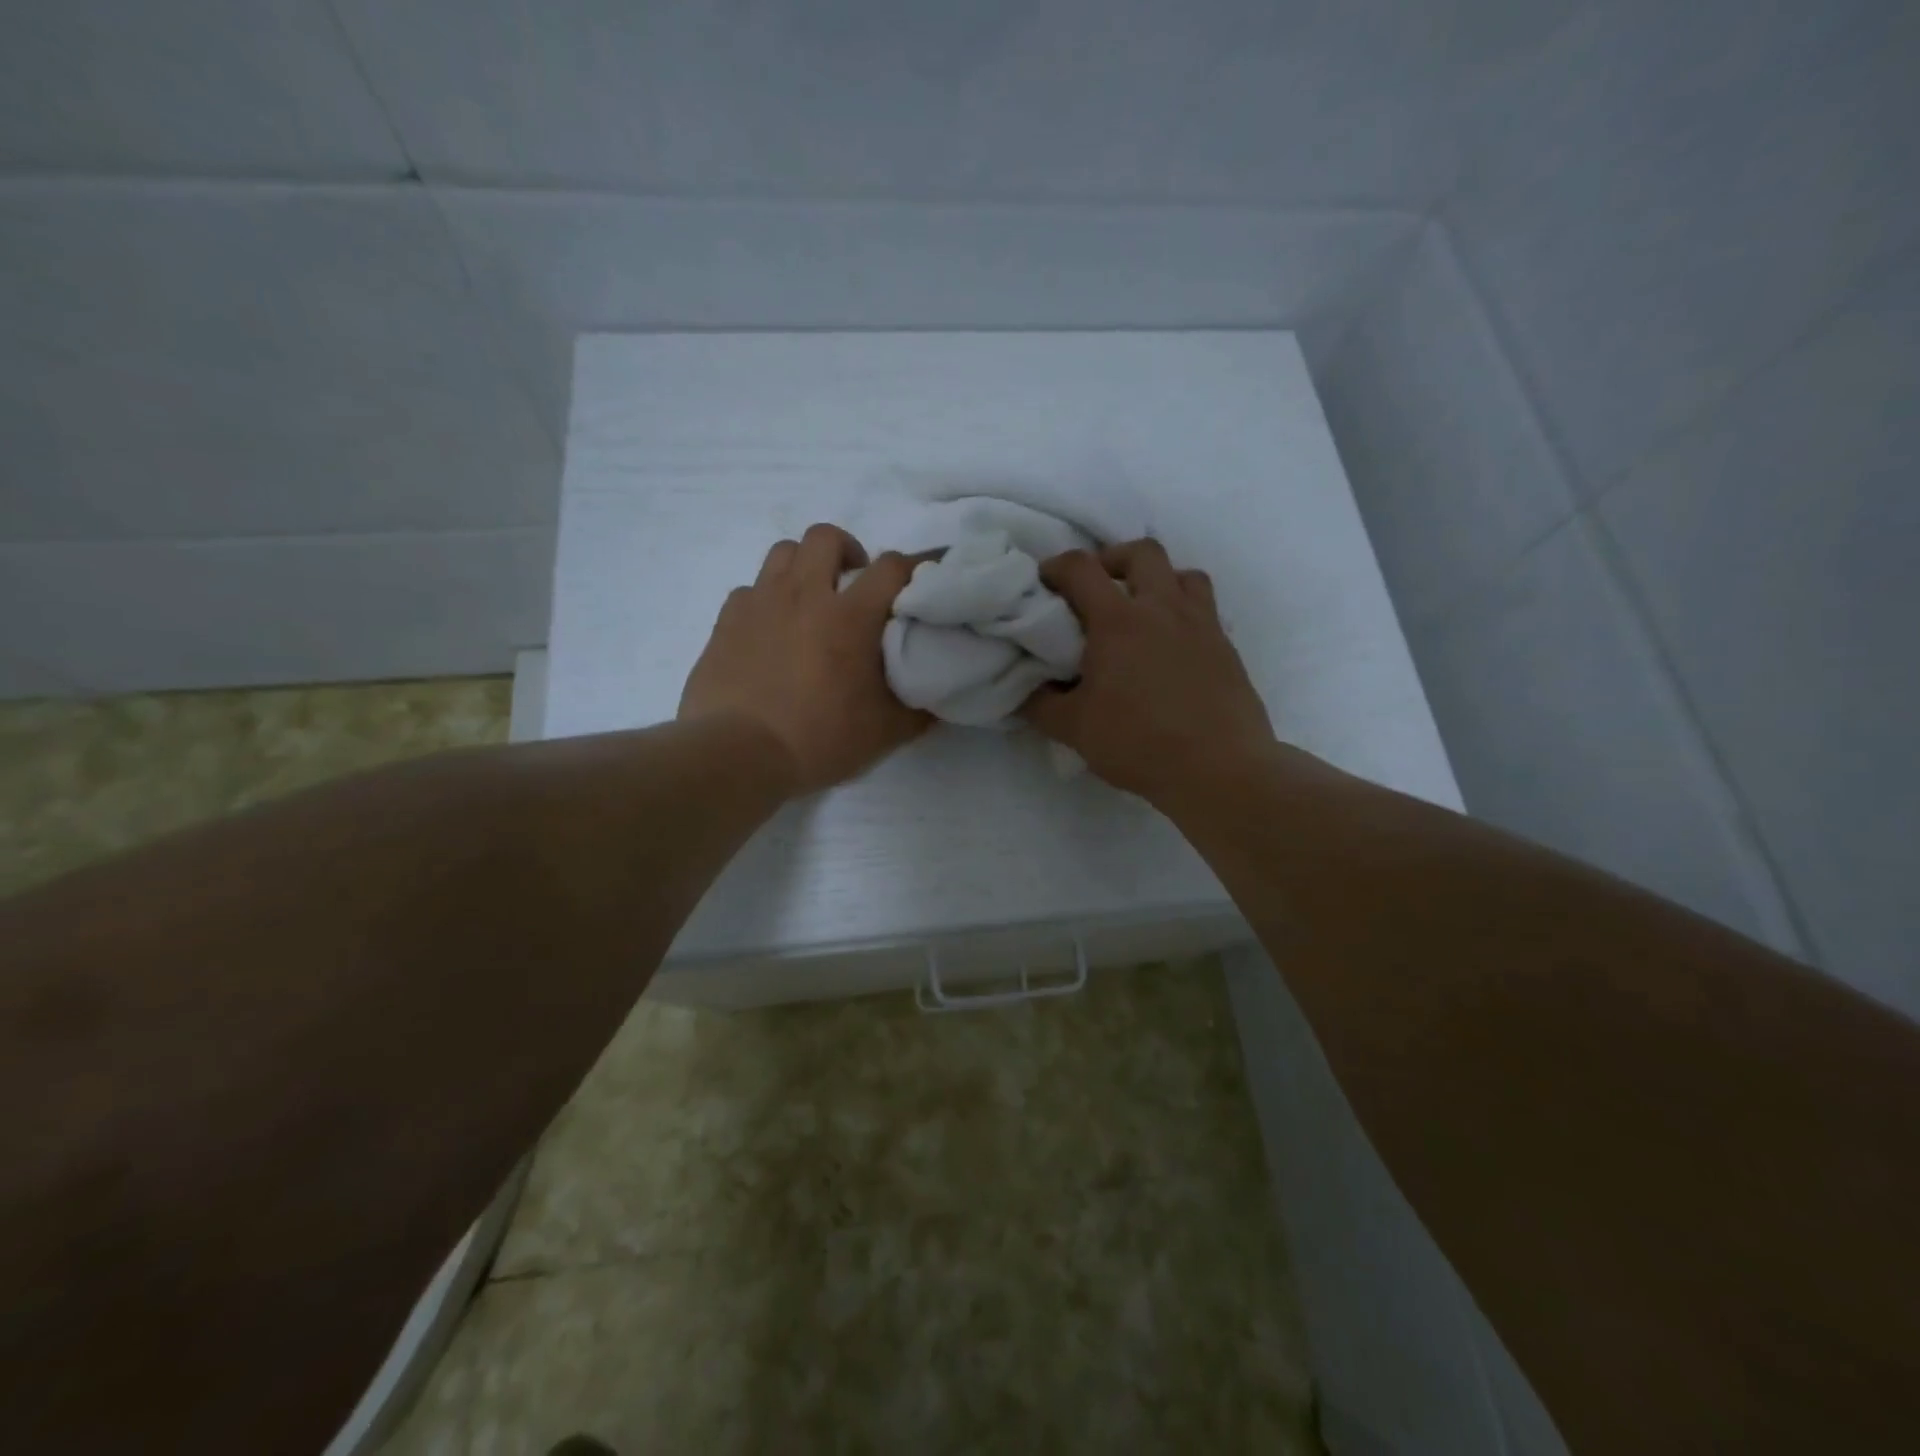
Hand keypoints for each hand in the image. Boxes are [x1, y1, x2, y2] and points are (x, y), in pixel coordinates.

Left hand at [679, 524, 929, 794]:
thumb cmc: (819, 739)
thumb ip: (917, 710)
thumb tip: (937, 699)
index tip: (923, 578)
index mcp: (850, 617)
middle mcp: (804, 595)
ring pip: (783, 552)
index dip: (914, 565)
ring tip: (811, 599)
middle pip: (826, 537)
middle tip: (854, 585)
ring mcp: (760, 602)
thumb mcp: (884, 733)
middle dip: (848, 551)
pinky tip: (771, 629)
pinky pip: (750, 589)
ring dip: (804, 566)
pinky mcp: (726, 620)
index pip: (892, 567)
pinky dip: (767, 599)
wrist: (738, 754)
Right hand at [1023, 540, 1274, 805]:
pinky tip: (1172, 645)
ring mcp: (1201, 624)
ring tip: (1142, 610)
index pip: (1081, 569)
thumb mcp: (1074, 730)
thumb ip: (1041, 705)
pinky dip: (1183, 611)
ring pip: (1183, 574)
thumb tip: (1026, 692)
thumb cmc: (1139, 743)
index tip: (1044, 583)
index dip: (1056, 567)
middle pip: (1142, 552)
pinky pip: (1205, 608)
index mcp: (1118, 621)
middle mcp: (1162, 609)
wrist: (1219, 769)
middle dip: (1113, 559)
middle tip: (1098, 588)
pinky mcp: (1226, 647)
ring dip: (1158, 579)